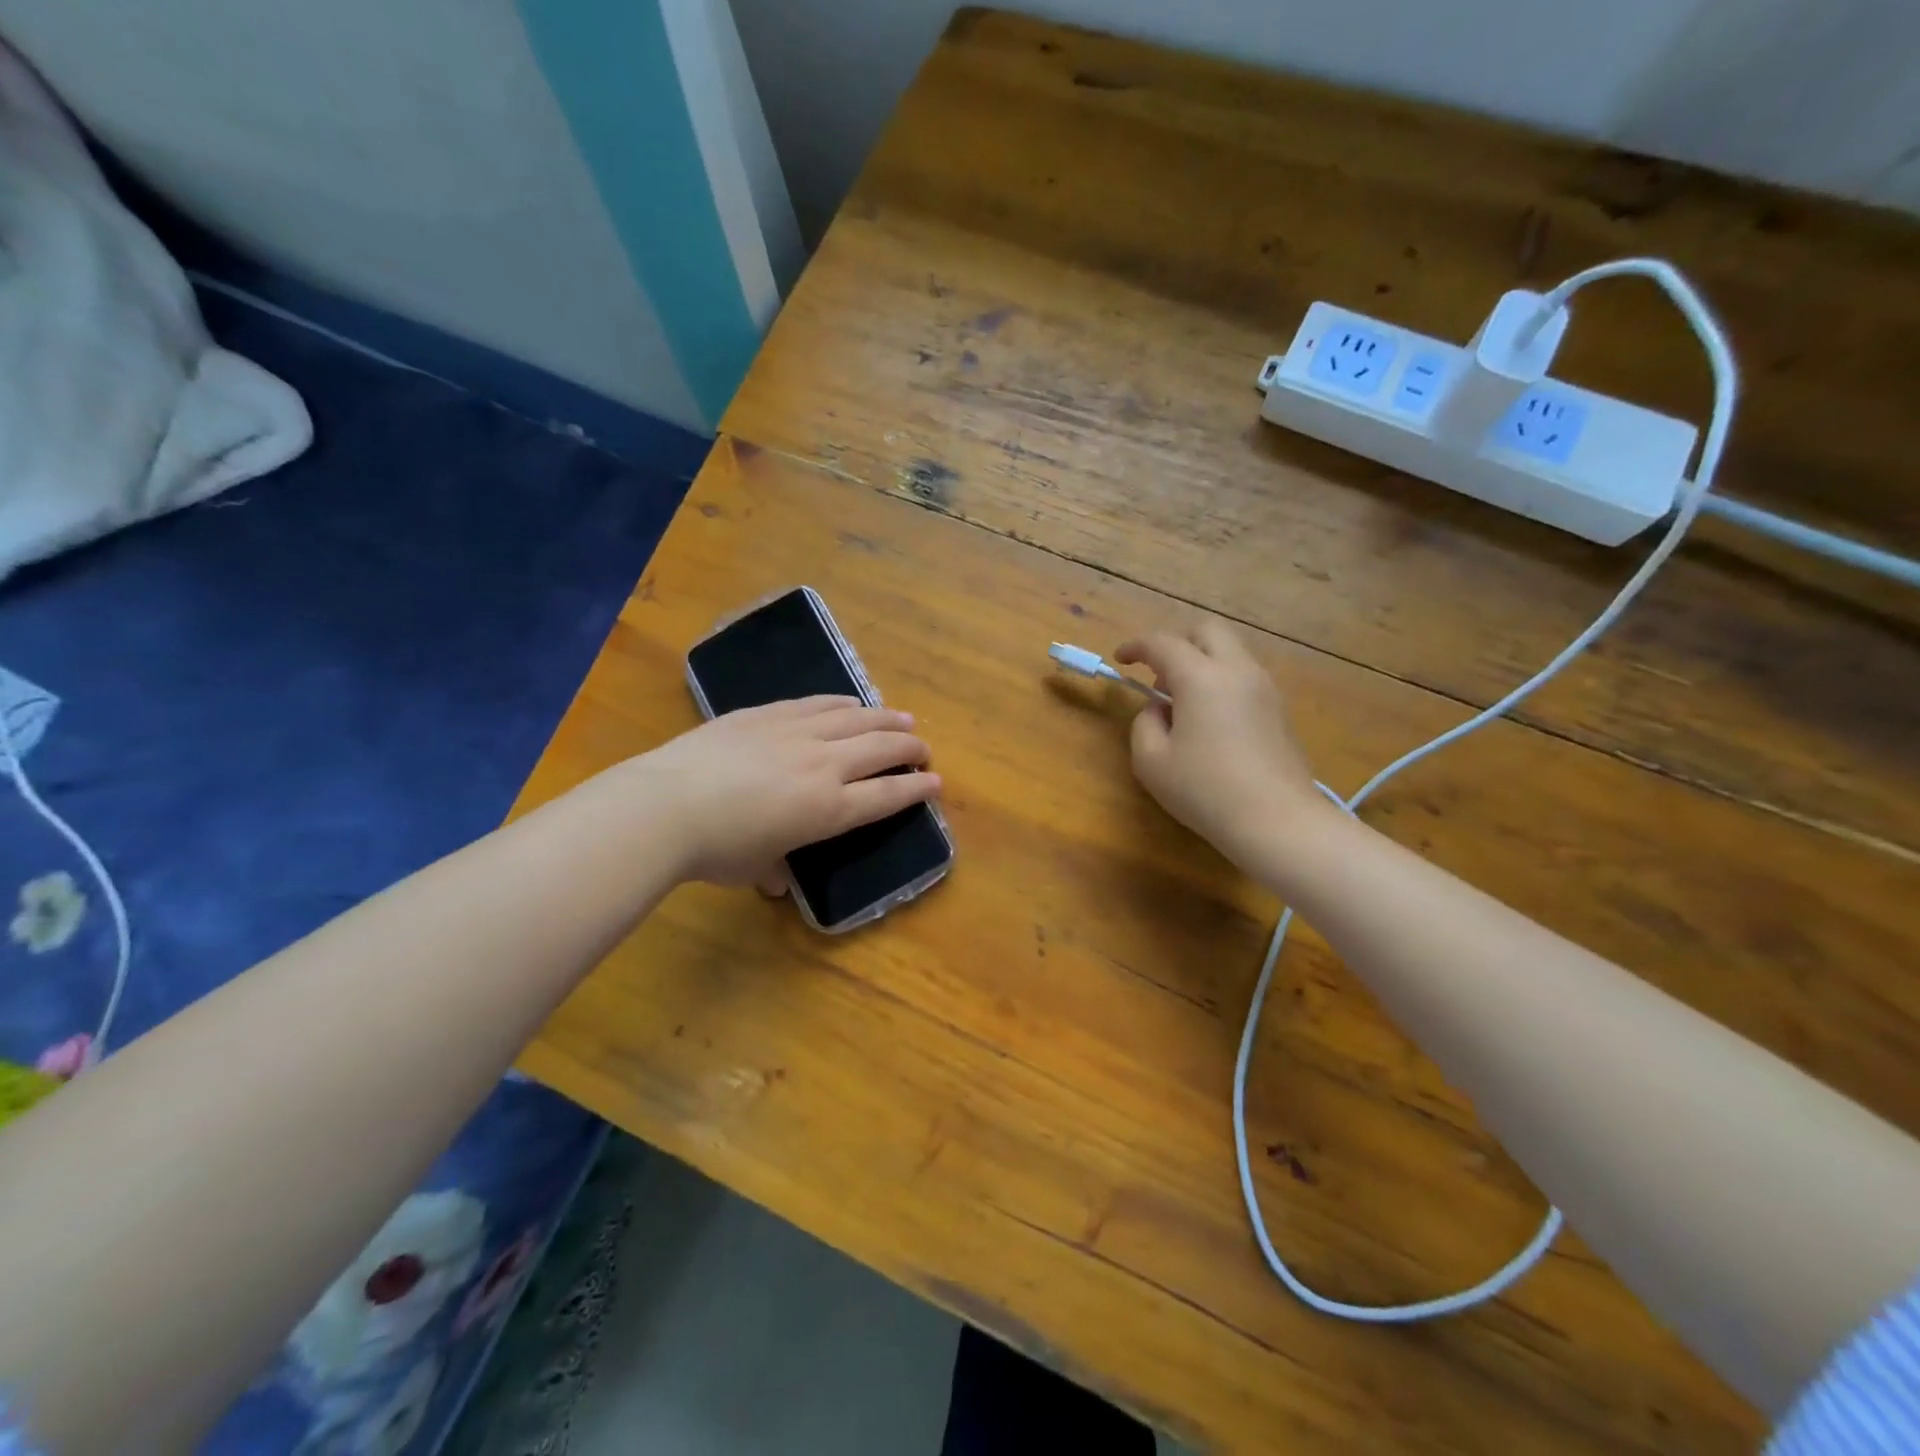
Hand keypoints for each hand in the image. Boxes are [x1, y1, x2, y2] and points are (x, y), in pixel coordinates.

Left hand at [633, 697, 939, 886]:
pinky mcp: (767, 714)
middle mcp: (824, 765)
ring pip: (854, 719)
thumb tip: (777, 882)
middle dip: (909, 749)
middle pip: (880, 749)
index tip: (936, 783)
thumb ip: (774, 871)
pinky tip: (849, 701)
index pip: (886, 797)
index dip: (915, 790)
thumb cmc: (716, 850)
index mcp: (829, 809)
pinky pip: (816, 704)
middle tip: (924, 749)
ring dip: (884, 719)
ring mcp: (796, 733)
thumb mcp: (754, 869)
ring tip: (902, 719)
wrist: (667, 805)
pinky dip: (840, 703)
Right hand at [1116, 620, 1322, 865]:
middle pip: (1207, 630)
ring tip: (1182, 701)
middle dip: (1177, 641)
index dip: (1136, 646)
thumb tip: (1159, 710)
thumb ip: (1145, 725)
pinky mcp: (1279, 709)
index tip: (1120, 659)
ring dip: (1202, 661)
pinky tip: (1210, 718)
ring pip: (1230, 651)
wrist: (1277, 820)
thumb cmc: (1205, 790)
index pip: (1163, 643)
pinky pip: (1244, 676)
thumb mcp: (1152, 762)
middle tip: (1158, 674)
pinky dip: (1221, 680)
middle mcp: (1237, 670)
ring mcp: (1264, 688)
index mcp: (1201, 677)